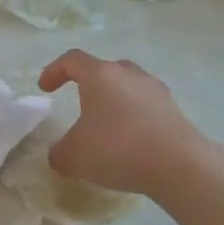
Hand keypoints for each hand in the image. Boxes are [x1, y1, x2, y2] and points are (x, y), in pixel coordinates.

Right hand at [38, 50, 210, 196]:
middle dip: (90, 84)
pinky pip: (146, 107)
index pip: (73, 60)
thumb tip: (59, 154)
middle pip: (105, 69)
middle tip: (81, 104)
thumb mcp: (74, 156)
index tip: (45, 88)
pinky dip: (134, 118)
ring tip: (107, 126)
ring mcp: (156, 90)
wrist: (178, 164)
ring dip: (115, 102)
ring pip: (128, 87)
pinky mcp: (174, 110)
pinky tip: (131, 142)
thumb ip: (59, 152)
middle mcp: (129, 74)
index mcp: (101, 75)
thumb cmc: (117, 148)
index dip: (54, 71)